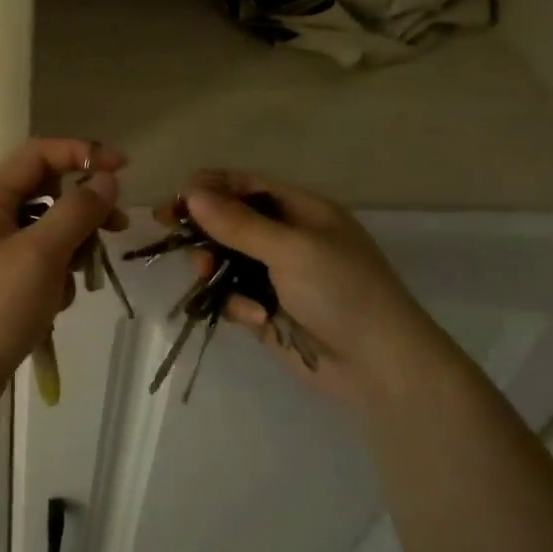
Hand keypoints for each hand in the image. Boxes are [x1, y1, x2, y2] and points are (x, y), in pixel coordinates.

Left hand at [0, 138, 128, 398]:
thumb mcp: (42, 254)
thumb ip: (77, 211)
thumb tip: (105, 180)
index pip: (40, 154)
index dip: (83, 153)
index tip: (122, 170)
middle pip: (48, 192)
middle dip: (83, 212)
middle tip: (117, 229)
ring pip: (48, 231)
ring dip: (71, 250)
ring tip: (74, 282)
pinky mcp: (0, 280)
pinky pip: (39, 262)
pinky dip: (55, 276)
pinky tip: (53, 305)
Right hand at [165, 171, 465, 408]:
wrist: (379, 365)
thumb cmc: (343, 292)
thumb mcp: (292, 249)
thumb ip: (239, 223)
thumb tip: (191, 193)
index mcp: (302, 211)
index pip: (247, 186)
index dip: (209, 188)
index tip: (173, 201)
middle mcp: (288, 239)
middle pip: (231, 223)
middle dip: (205, 232)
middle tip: (177, 240)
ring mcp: (278, 277)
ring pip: (226, 262)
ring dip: (214, 268)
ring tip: (205, 275)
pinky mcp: (269, 311)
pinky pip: (235, 298)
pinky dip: (237, 306)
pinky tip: (254, 318)